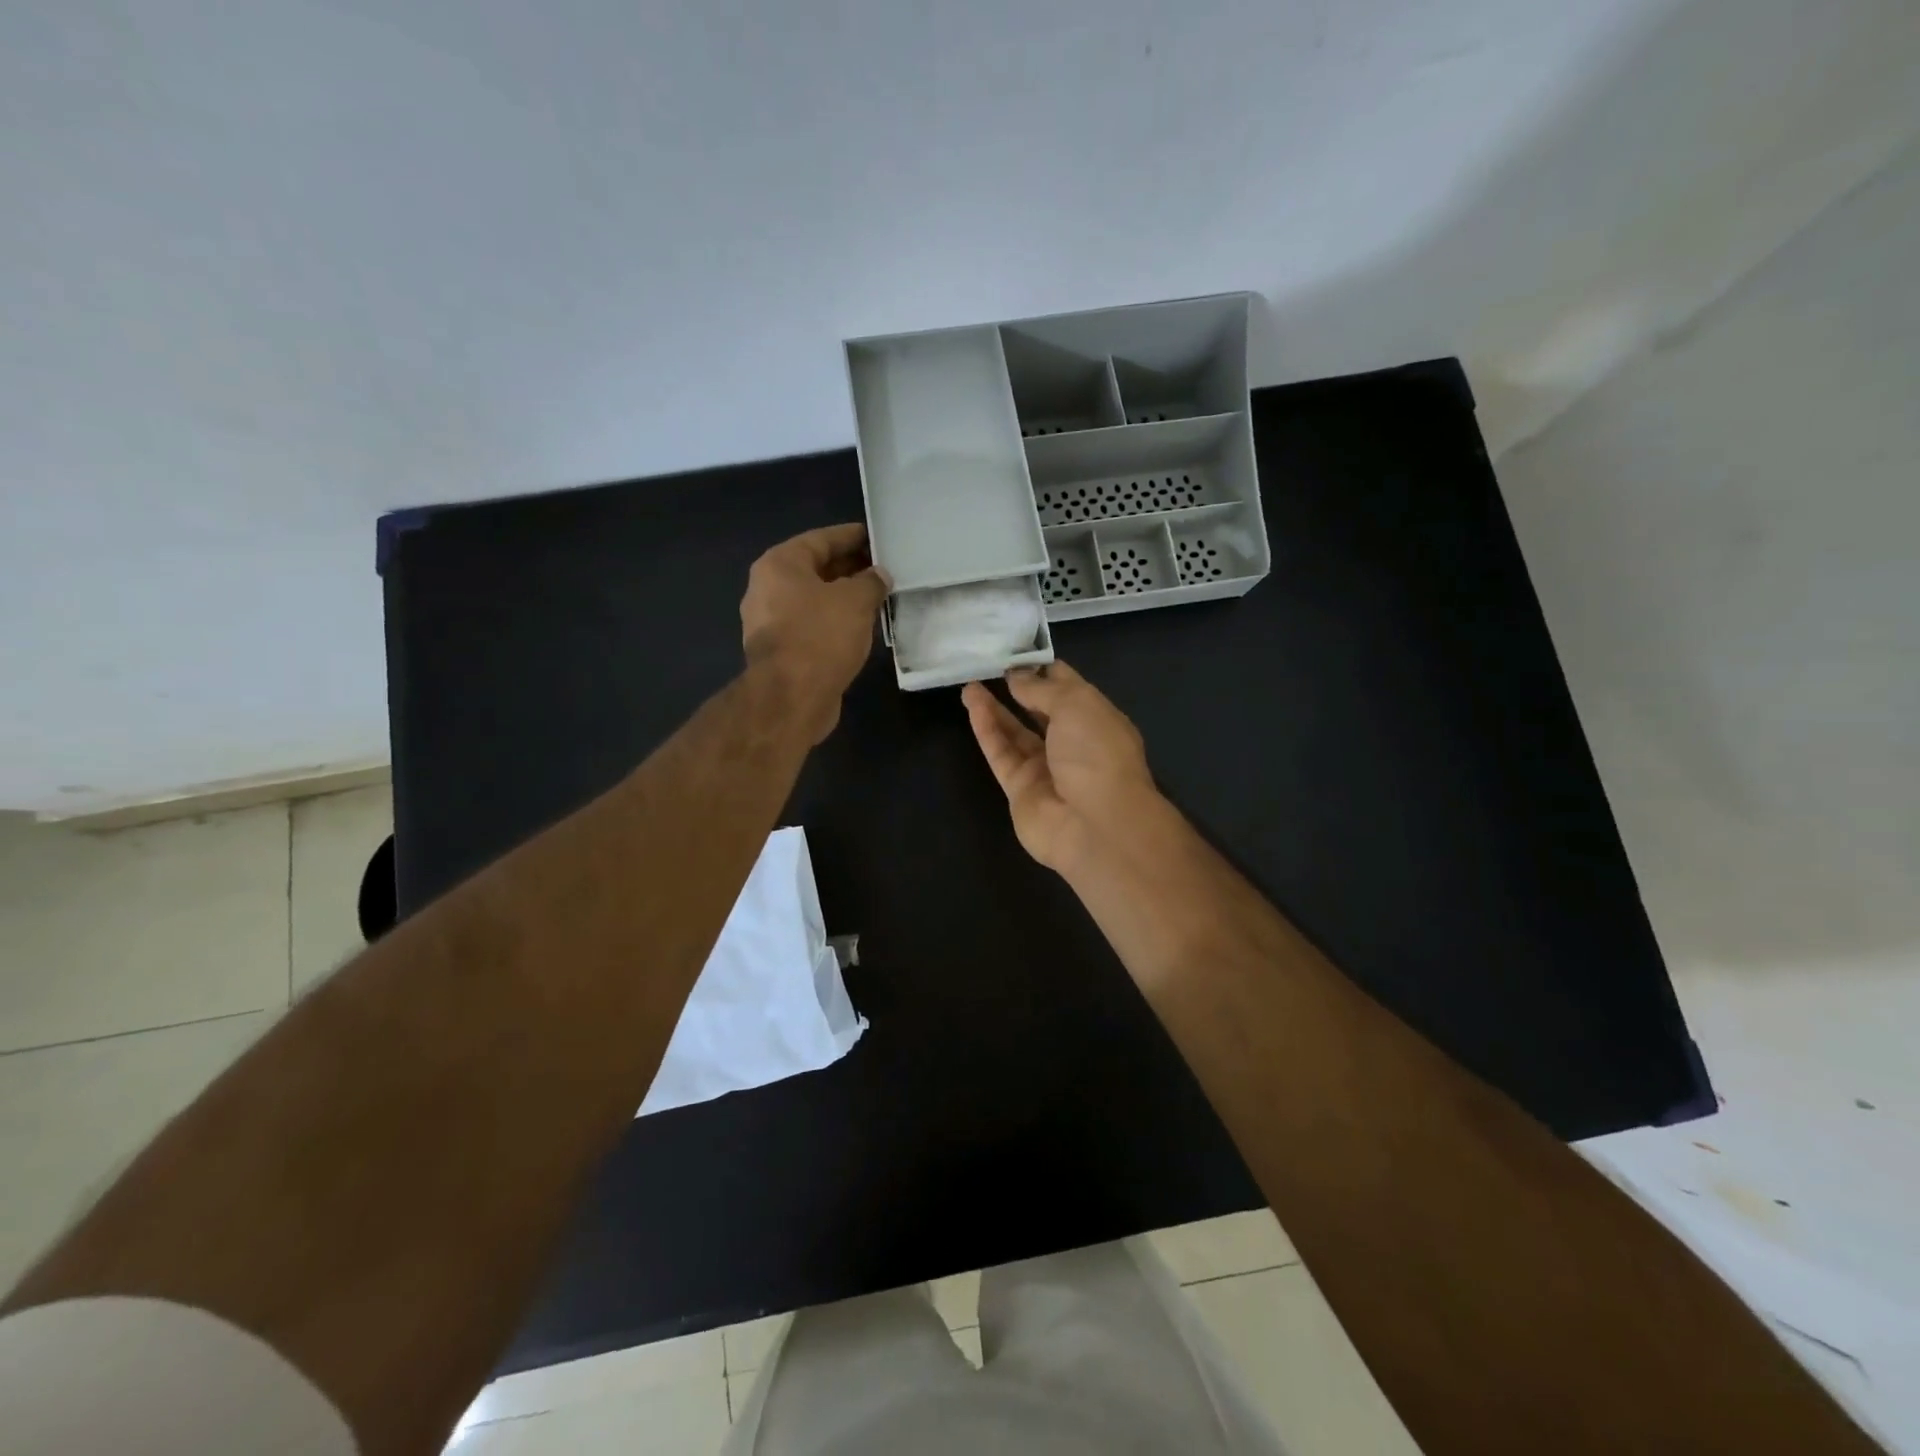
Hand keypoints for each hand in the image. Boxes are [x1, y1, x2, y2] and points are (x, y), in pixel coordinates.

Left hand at [741, 523, 888, 742]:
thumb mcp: (855, 601)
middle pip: (815, 569)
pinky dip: (833, 622)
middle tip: (882, 569)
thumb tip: (878, 576)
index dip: (851, 537)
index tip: (877, 537)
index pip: (821, 539)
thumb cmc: (820, 636)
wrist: (791, 697)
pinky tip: (858, 628)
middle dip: (849, 568)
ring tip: (876, 598)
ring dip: (842, 598)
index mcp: (780, 564)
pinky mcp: (779, 652)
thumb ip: (871, 582)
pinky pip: (811, 626)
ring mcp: (769, 623)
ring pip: (813, 600)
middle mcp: (767, 588)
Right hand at [962, 661, 1162, 874]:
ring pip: (1015, 733)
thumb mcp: (1075, 704)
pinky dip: (987, 730)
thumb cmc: (1096, 753)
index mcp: (1096, 719)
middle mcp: (1073, 743)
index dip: (1042, 669)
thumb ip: (1040, 688)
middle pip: (1039, 711)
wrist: (1096, 824)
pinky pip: (1001, 754)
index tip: (1015, 651)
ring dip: (994, 708)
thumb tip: (1017, 675)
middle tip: (987, 666)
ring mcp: (1046, 768)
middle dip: (1016, 689)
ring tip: (970, 684)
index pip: (1067, 688)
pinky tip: (973, 706)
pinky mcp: (1020, 789)